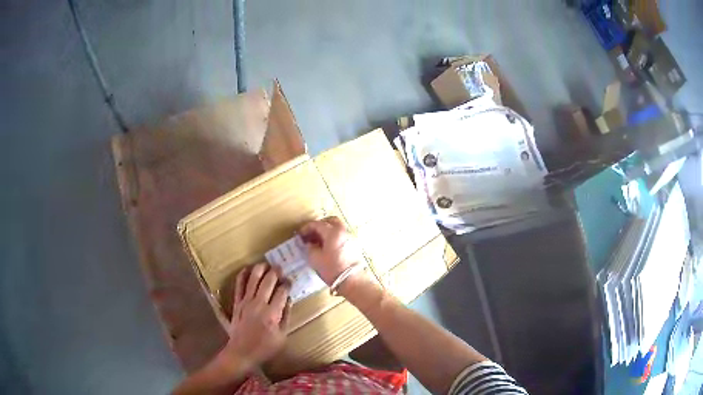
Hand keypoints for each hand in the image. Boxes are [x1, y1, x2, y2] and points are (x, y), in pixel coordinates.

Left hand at [220, 263, 290, 370]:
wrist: (242, 352)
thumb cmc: (265, 348)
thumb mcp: (282, 336)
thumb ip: (285, 317)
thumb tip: (289, 300)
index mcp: (272, 314)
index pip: (282, 292)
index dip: (287, 284)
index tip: (290, 281)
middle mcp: (259, 304)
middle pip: (268, 282)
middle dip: (275, 272)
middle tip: (280, 268)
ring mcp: (246, 302)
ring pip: (253, 279)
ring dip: (260, 269)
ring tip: (266, 264)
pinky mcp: (237, 303)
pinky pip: (239, 285)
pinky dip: (243, 275)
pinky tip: (248, 268)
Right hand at [299, 216, 364, 285]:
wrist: (352, 281)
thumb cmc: (332, 269)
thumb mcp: (315, 259)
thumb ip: (310, 248)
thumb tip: (309, 244)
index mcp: (333, 232)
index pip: (317, 224)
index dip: (306, 228)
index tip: (300, 235)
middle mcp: (343, 231)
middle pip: (331, 221)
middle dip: (319, 225)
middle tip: (311, 234)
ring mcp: (350, 238)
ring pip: (337, 228)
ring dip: (327, 231)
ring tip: (318, 242)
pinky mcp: (354, 246)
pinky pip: (341, 236)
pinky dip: (333, 237)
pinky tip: (327, 247)